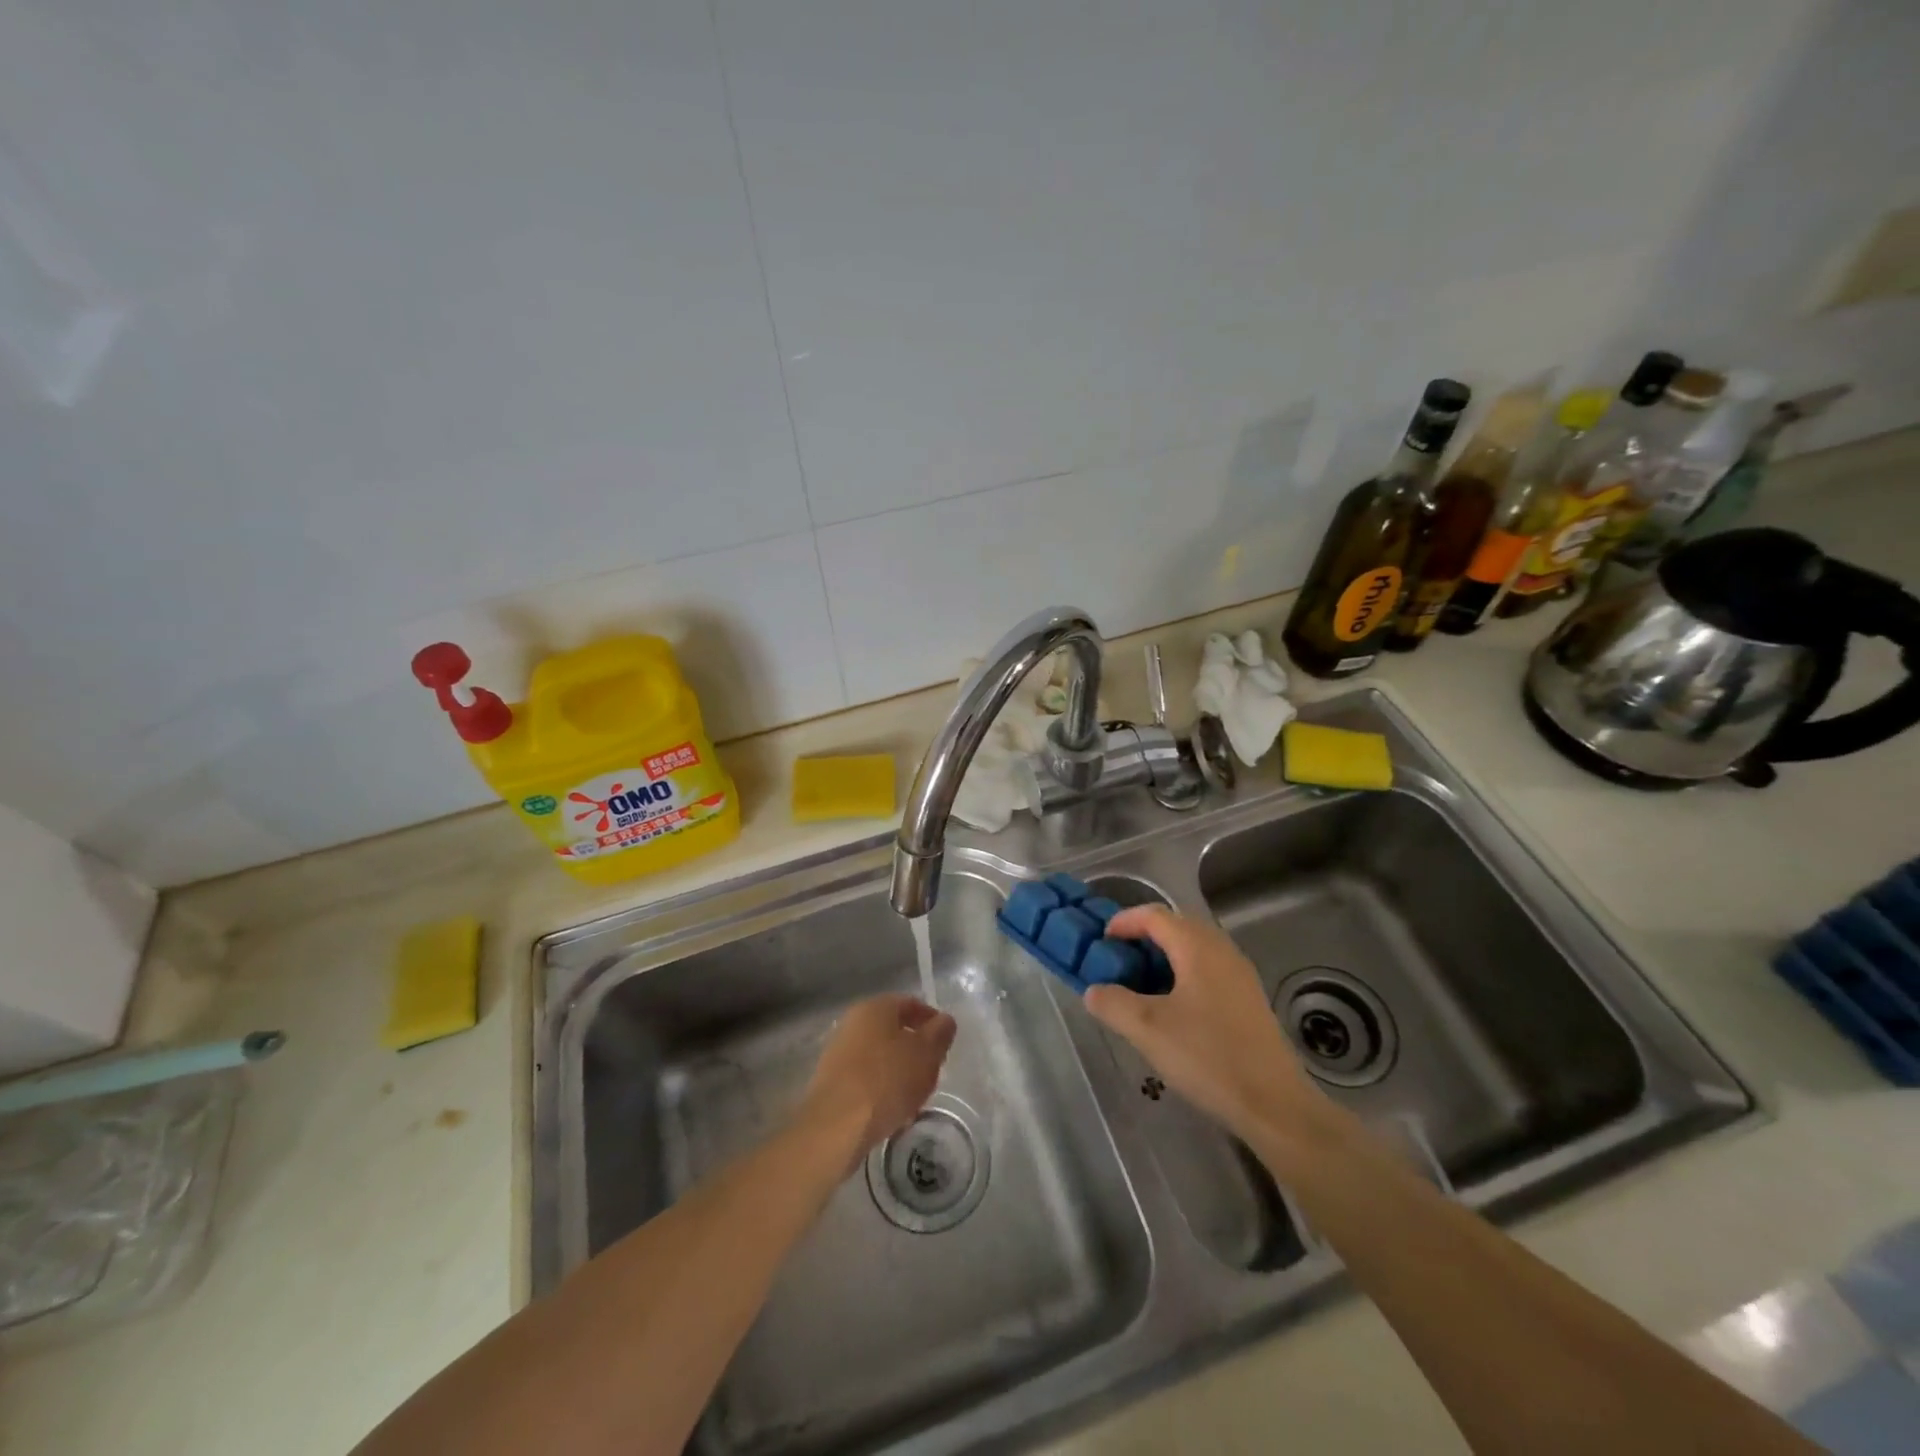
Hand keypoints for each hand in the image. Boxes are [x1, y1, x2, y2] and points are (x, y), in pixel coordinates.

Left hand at [800, 995, 956, 1172]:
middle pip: (893, 1030)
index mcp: (876, 1007)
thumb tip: (944, 1020)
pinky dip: (881, 1088)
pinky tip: (892, 1111)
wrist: (836, 1125)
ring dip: (899, 1070)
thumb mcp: (926, 1054)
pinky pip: (865, 1077)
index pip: (911, 1004)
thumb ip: (940, 1033)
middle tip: (933, 1071)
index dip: (932, 1021)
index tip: (945, 1044)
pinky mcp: (831, 1081)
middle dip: (915, 1049)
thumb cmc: (887, 1080)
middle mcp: (853, 1022)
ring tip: (914, 1096)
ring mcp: (838, 1051)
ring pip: (879, 1055)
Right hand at [1084, 906, 1323, 1142]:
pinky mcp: (1249, 1000)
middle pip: (1176, 926)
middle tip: (1118, 960)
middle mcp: (1222, 950)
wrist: (1275, 1104)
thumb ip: (1113, 1003)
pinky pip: (1208, 969)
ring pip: (1194, 949)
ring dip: (1164, 956)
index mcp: (1197, 947)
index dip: (1123, 922)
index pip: (1154, 915)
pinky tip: (1172, 1007)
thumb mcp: (1147, 1030)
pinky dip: (1183, 974)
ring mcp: (1240, 975)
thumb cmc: (1208, 1057)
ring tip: (1140, 983)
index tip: (1101, 942)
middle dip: (1143, 937)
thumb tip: (1094, 990)